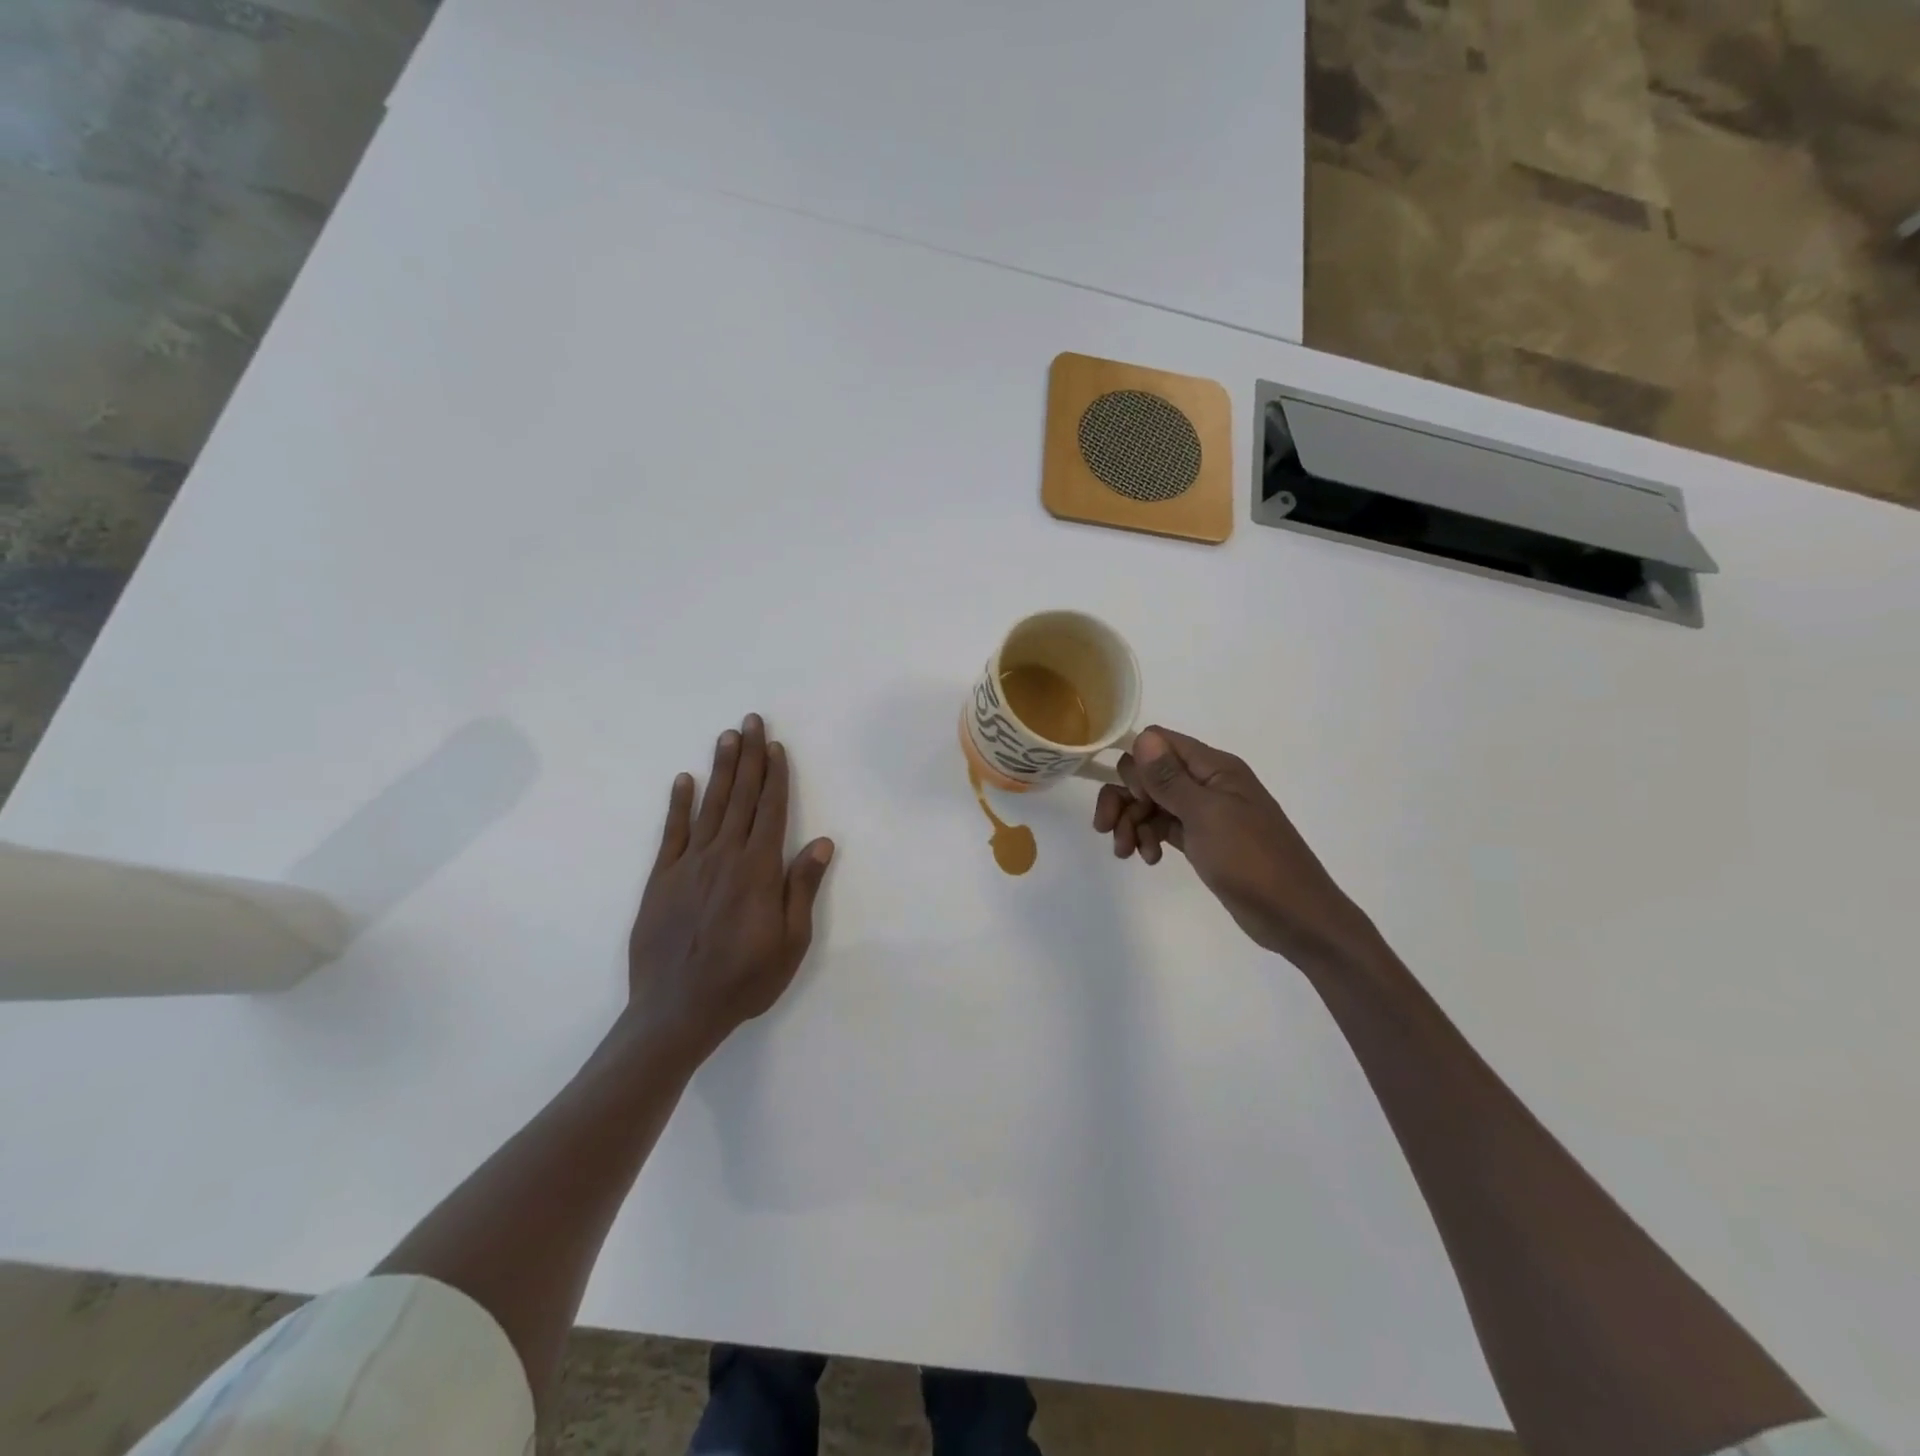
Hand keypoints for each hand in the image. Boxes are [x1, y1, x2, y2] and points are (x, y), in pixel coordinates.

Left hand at [625, 714, 834, 1061]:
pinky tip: (684, 780)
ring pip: (709, 806)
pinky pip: (672, 833)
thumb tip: (821, 842)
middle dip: (748, 757)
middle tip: (750, 721)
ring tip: (726, 737)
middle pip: (741, 797)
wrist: (677, 1010)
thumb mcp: (790, 941)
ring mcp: (689, 865)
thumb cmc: (744, 979)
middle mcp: (724, 856)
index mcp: (757, 870)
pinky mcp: (661, 879)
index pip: (771, 810)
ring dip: (720, 770)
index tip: (776, 745)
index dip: (776, 776)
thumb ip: (801, 887)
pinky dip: (678, 804)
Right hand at [1093, 726, 1377, 970]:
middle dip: (1124, 798)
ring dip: (1131, 822)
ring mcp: (1203, 812)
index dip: (1137, 765)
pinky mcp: (1201, 839)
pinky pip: (1162, 826)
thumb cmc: (1251, 859)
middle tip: (1109, 829)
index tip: (1135, 796)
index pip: (1159, 742)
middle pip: (1147, 773)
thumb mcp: (1206, 815)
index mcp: (1214, 767)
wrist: (1293, 915)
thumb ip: (1170, 777)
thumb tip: (1143, 737)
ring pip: (1151, 802)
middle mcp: (1206, 783)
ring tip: (1126, 853)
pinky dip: (1148, 838)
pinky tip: (1149, 859)